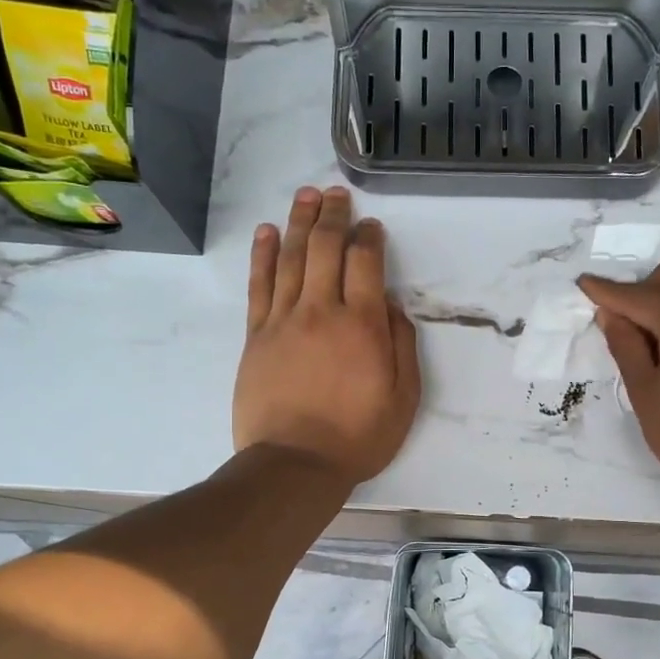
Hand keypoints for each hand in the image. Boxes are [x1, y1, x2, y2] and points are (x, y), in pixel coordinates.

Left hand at [234, 186, 419, 486]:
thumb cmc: (357, 437)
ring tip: (306, 196)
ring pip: (290, 257)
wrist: (294, 464)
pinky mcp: (256, 336)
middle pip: (324, 248)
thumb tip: (391, 304)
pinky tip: (268, 233)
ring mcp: (283, 320)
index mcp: (362, 325)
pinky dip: (263, 254)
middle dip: (333, 215)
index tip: (372, 226)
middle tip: (337, 194)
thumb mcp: (403, 399)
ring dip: (299, 221)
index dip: (370, 237)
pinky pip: (260, 285)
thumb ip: (401, 346)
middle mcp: (321, 310)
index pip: (365, 262)